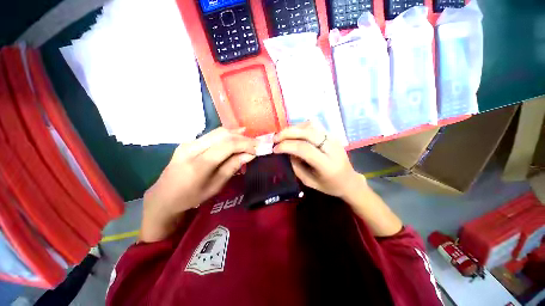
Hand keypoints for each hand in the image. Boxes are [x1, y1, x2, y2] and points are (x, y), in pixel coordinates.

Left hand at [140, 127, 256, 241]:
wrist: (164, 196)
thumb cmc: (191, 197)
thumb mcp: (216, 186)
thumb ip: (233, 167)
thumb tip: (250, 155)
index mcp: (199, 164)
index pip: (228, 145)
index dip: (246, 144)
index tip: (259, 148)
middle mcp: (192, 148)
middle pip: (223, 135)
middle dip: (243, 138)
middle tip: (257, 143)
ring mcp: (189, 142)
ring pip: (218, 132)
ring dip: (236, 134)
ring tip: (249, 140)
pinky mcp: (189, 142)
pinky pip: (212, 134)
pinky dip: (227, 135)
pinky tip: (237, 135)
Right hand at [274, 122, 401, 236]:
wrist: (349, 180)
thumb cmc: (329, 185)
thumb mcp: (309, 181)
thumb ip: (296, 166)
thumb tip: (287, 151)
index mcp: (327, 164)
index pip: (304, 148)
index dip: (287, 146)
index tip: (275, 149)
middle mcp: (331, 147)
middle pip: (307, 133)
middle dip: (288, 133)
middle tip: (275, 138)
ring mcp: (333, 138)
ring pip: (310, 125)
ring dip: (293, 128)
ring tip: (283, 135)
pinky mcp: (332, 134)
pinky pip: (314, 125)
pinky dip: (301, 127)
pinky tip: (294, 133)